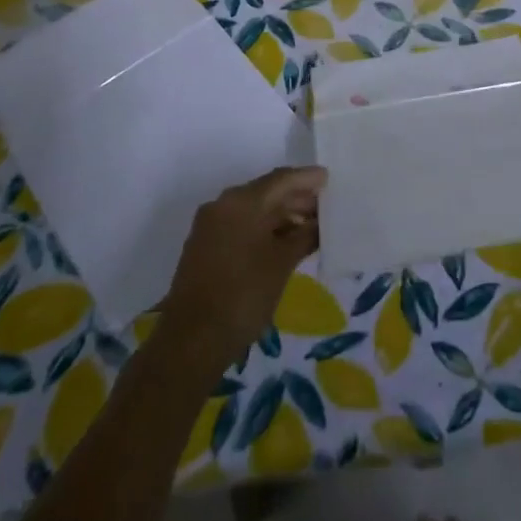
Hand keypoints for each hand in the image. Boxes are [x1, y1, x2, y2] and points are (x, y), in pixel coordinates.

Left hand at [159, 166, 325, 362]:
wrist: (191, 341)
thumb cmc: (243, 295)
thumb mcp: (282, 263)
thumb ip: (305, 235)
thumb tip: (320, 223)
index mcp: (242, 201)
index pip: (282, 179)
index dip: (307, 179)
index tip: (329, 179)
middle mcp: (223, 204)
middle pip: (267, 192)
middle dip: (296, 199)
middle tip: (324, 208)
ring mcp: (210, 225)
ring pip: (253, 210)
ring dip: (281, 216)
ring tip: (309, 228)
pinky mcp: (204, 246)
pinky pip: (240, 225)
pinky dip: (263, 229)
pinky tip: (283, 243)